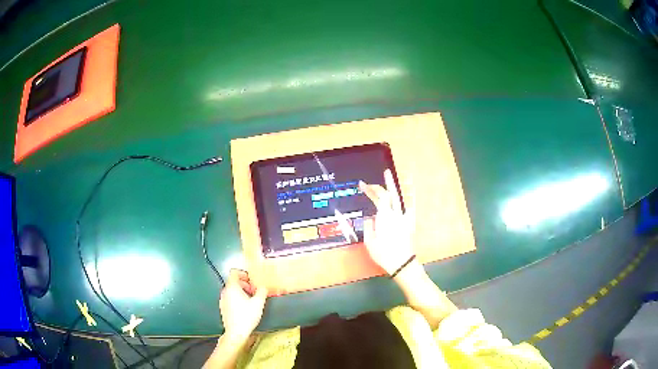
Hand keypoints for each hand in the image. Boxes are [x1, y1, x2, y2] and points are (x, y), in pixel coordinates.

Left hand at [220, 269, 267, 341]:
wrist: (236, 332)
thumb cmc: (246, 317)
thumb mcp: (258, 303)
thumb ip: (261, 291)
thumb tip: (262, 287)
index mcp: (232, 287)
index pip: (234, 272)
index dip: (243, 273)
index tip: (251, 280)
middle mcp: (225, 291)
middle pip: (233, 281)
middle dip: (245, 284)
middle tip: (254, 292)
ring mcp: (222, 300)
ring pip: (232, 290)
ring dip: (241, 292)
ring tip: (251, 301)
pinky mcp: (223, 307)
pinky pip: (230, 298)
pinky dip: (237, 299)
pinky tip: (244, 308)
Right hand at [359, 169, 414, 274]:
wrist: (402, 262)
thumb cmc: (383, 253)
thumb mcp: (369, 241)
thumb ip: (368, 226)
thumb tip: (370, 218)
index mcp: (384, 216)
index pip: (378, 197)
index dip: (371, 189)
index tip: (362, 184)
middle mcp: (395, 214)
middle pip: (390, 194)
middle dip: (385, 184)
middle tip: (385, 172)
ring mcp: (404, 218)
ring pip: (400, 199)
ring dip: (397, 188)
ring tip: (397, 179)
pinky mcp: (409, 223)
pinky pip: (409, 208)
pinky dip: (409, 199)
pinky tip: (410, 194)